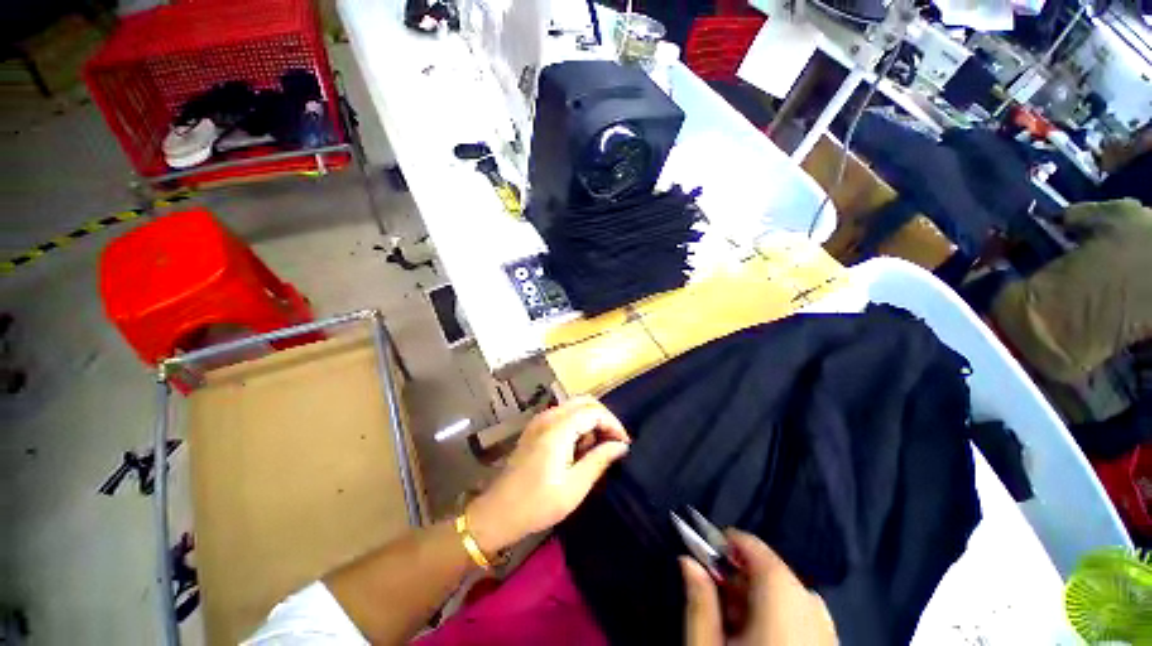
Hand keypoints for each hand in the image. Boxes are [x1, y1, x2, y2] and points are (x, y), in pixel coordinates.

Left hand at [466, 396, 630, 554]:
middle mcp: (548, 416)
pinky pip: (563, 415)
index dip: (613, 424)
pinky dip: (577, 424)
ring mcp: (539, 420)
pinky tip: (578, 447)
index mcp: (558, 428)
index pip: (594, 412)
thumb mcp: (574, 486)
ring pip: (574, 406)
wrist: (498, 513)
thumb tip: (621, 446)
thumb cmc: (538, 504)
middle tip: (614, 442)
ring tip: (596, 448)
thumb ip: (599, 460)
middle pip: (584, 402)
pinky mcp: (535, 428)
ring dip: (590, 421)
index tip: (624, 444)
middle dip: (603, 418)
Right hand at [682, 530, 836, 645]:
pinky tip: (761, 639)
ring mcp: (828, 630)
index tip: (704, 554)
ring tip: (735, 624)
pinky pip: (803, 614)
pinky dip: (778, 615)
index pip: (754, 547)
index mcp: (782, 598)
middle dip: (738, 576)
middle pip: (770, 570)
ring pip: (786, 592)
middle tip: (715, 598)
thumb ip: (699, 600)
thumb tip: (687, 561)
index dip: (724, 543)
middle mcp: (812, 607)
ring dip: (756, 597)